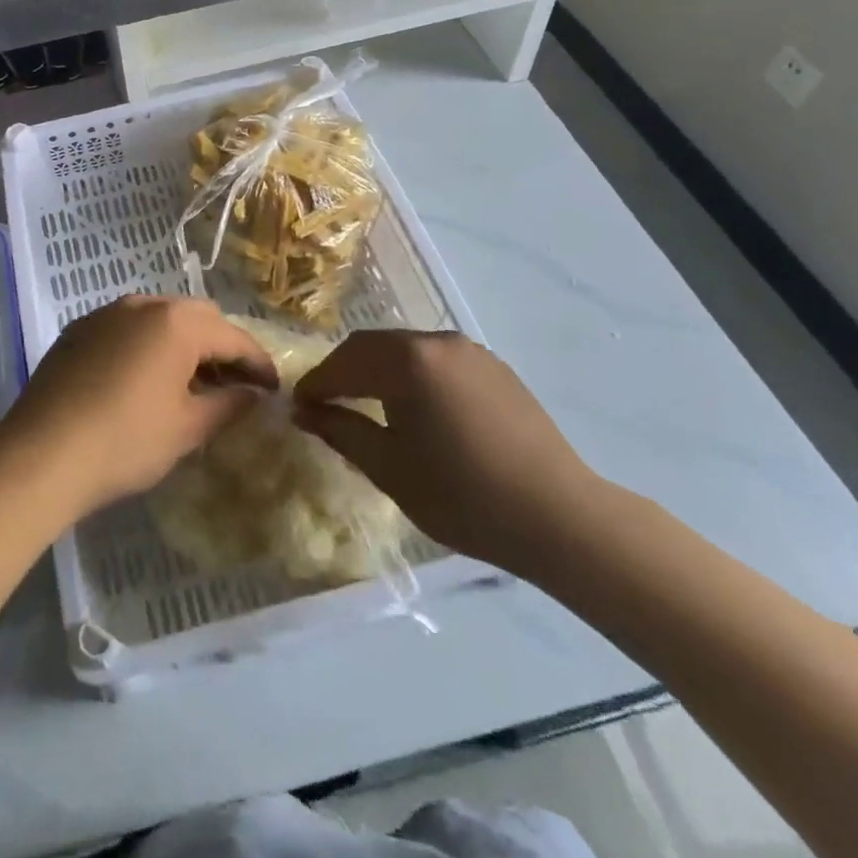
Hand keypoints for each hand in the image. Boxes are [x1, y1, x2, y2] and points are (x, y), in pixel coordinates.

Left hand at [0, 295, 276, 522]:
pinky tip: (144, 378)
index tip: (273, 389)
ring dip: (184, 343)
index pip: (234, 337)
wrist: (41, 454)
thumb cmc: (126, 441)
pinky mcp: (79, 329)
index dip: (258, 364)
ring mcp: (106, 312)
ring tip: (190, 382)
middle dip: (222, 347)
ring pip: (161, 318)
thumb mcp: (187, 428)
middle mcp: (143, 303)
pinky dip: (148, 344)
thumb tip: (254, 395)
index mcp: (177, 322)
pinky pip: (128, 327)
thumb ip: (229, 405)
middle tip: (233, 386)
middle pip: (198, 317)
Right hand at [293, 330, 603, 575]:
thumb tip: (303, 411)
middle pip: (372, 346)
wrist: (559, 516)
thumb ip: (341, 431)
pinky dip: (412, 374)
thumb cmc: (463, 496)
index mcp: (406, 361)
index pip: (343, 362)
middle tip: (326, 402)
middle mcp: (435, 341)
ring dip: (377, 370)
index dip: (316, 383)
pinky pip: (436, 359)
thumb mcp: (389, 468)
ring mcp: (469, 351)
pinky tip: (415, 406)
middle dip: (344, 371)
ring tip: (367, 404)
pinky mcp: (494, 366)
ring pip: (405, 349)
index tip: (297, 405)